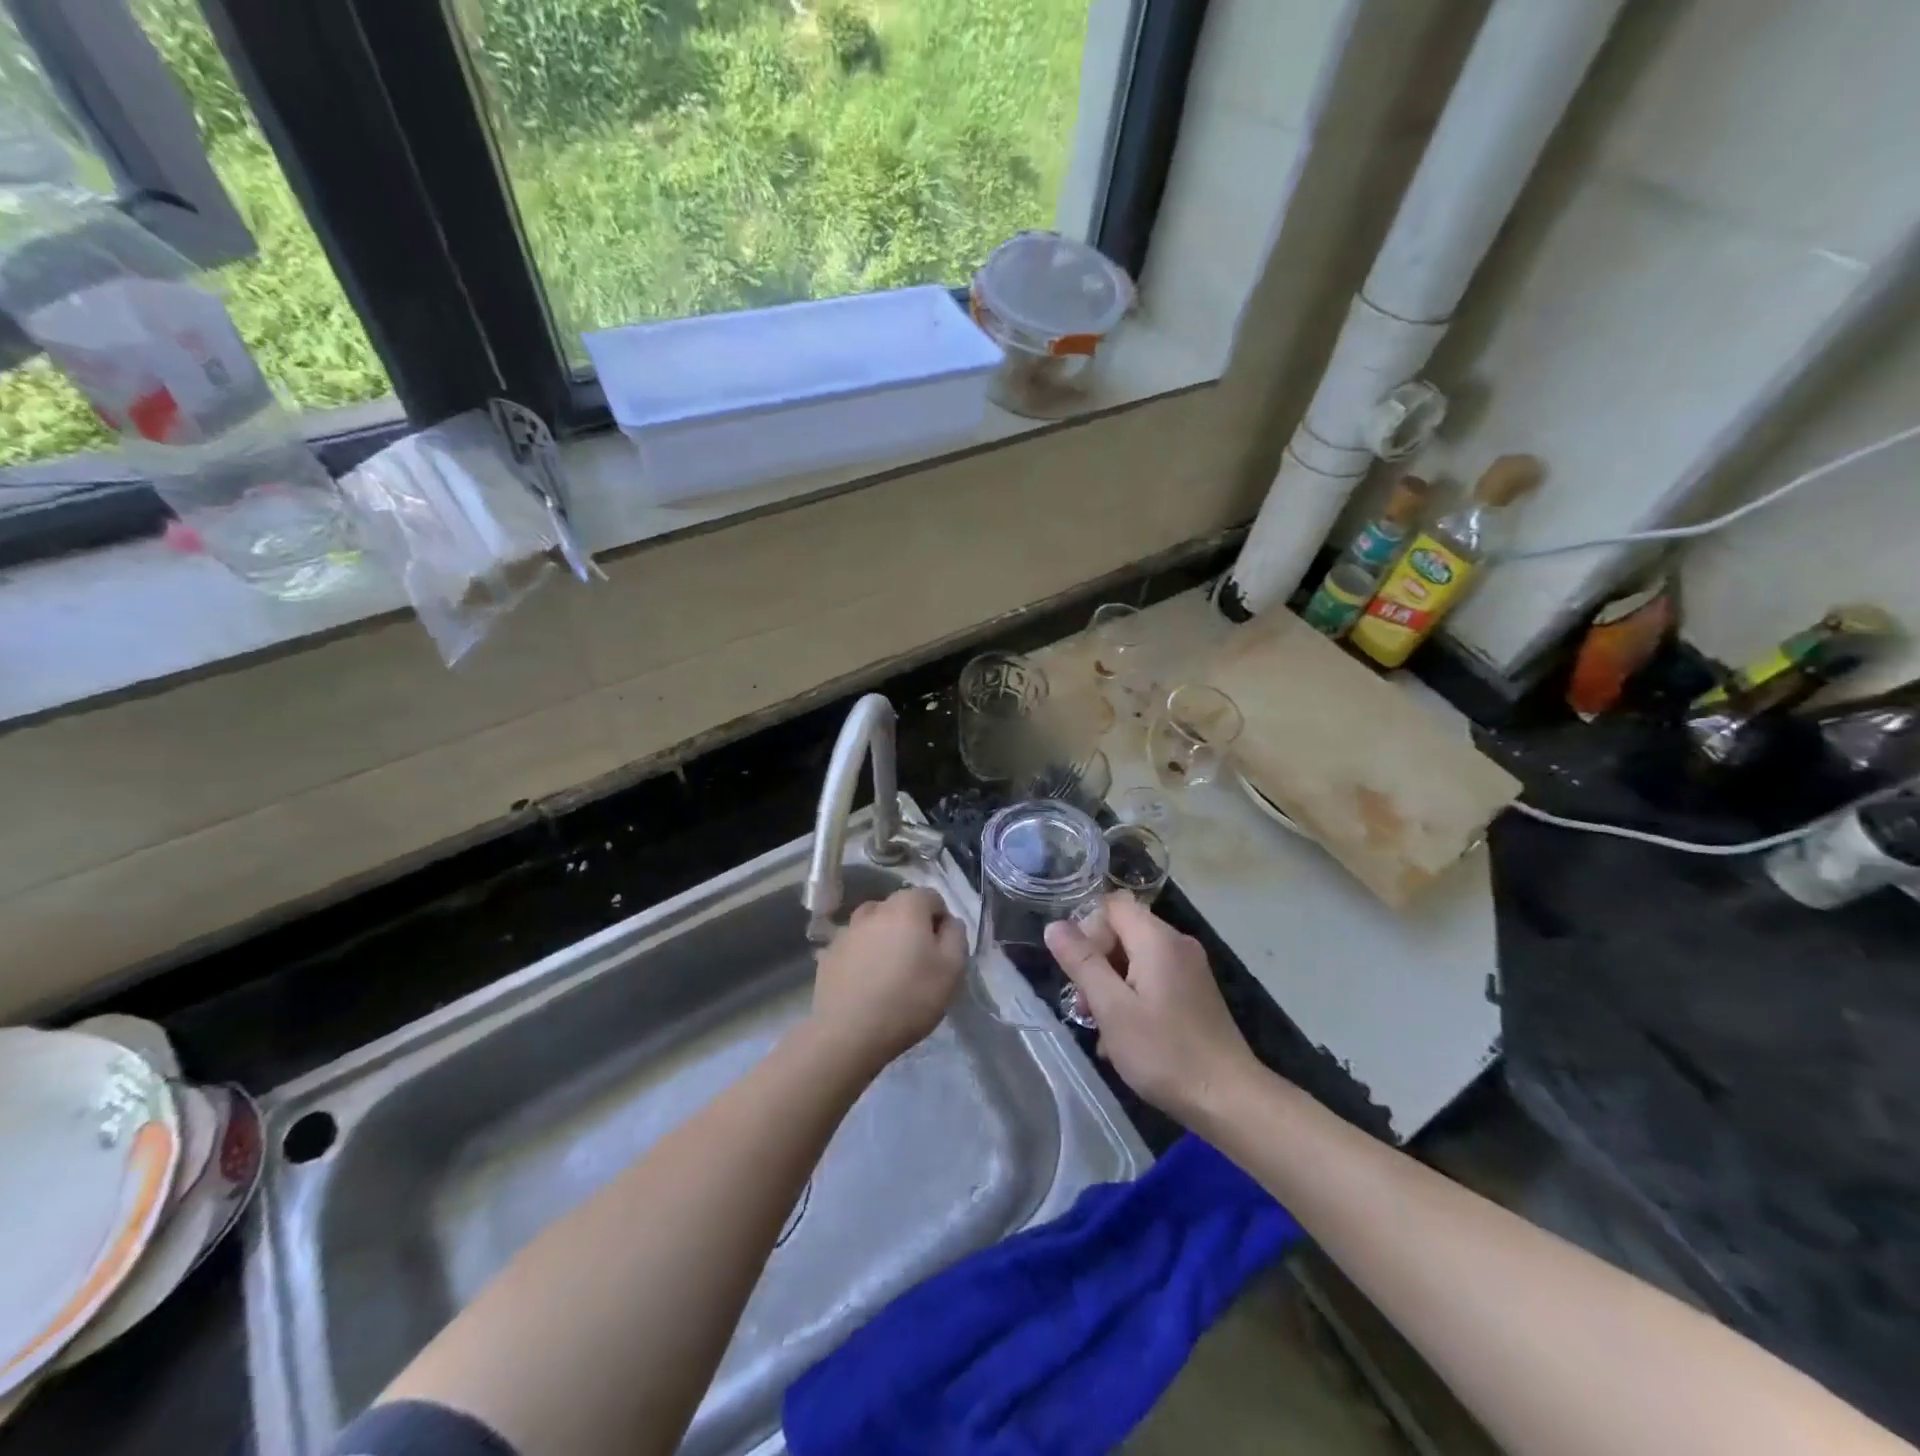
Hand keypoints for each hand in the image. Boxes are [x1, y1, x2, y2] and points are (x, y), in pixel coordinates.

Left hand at [810, 887, 966, 1073]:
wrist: (849, 1033)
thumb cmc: (909, 997)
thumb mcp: (952, 969)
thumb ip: (956, 936)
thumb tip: (949, 922)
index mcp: (906, 906)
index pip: (931, 897)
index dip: (941, 921)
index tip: (942, 951)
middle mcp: (873, 909)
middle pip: (901, 909)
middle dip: (912, 928)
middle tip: (919, 963)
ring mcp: (846, 931)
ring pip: (874, 926)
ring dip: (884, 940)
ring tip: (890, 972)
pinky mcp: (828, 955)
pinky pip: (854, 948)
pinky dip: (863, 957)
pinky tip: (866, 984)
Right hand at [1045, 895, 1260, 1123]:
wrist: (1230, 1099)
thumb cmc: (1165, 1052)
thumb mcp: (1112, 1007)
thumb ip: (1082, 962)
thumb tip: (1054, 926)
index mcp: (1158, 939)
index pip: (1111, 905)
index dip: (1087, 929)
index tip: (1079, 970)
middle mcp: (1177, 944)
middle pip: (1122, 932)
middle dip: (1096, 963)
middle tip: (1085, 1007)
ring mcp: (1189, 970)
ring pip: (1135, 960)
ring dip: (1111, 986)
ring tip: (1102, 1030)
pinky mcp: (1194, 994)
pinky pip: (1152, 980)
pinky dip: (1133, 999)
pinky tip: (1124, 1038)